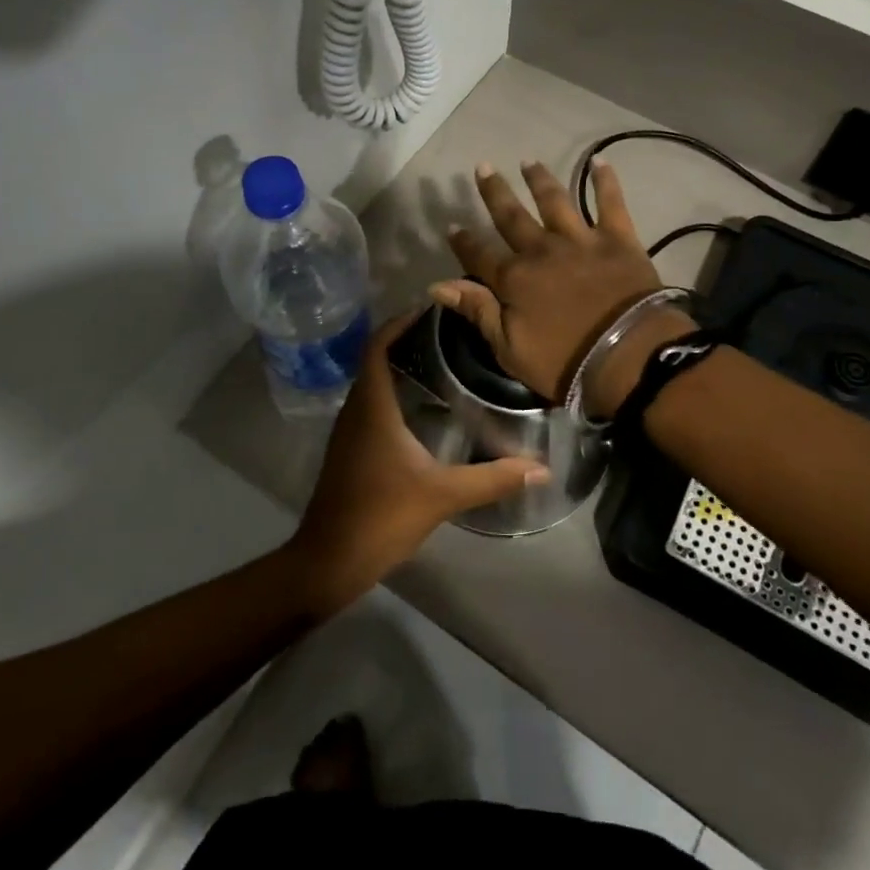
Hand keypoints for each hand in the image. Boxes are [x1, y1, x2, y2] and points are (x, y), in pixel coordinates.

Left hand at [288, 313, 547, 611]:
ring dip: (399, 367)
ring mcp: (348, 432)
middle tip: (449, 334)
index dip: (400, 322)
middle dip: (406, 340)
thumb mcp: (443, 495)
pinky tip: (424, 410)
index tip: (431, 308)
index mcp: (372, 407)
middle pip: (376, 359)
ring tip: (443, 363)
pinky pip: (371, 406)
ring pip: (372, 384)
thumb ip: (492, 478)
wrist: (329, 561)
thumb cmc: (381, 516)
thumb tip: (541, 468)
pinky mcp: (350, 451)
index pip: (378, 346)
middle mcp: (356, 410)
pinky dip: (394, 394)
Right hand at [433, 161, 695, 414]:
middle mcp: (542, 250)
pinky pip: (610, 202)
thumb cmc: (566, 361)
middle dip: (495, 192)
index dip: (464, 242)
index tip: (452, 226)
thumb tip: (437, 285)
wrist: (628, 355)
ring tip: (529, 161)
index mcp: (514, 279)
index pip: (479, 255)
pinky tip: (600, 161)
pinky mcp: (618, 238)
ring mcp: (580, 240)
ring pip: (555, 201)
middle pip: (512, 217)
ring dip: (540, 180)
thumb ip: (477, 310)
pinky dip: (605, 181)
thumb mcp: (509, 347)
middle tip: (483, 167)